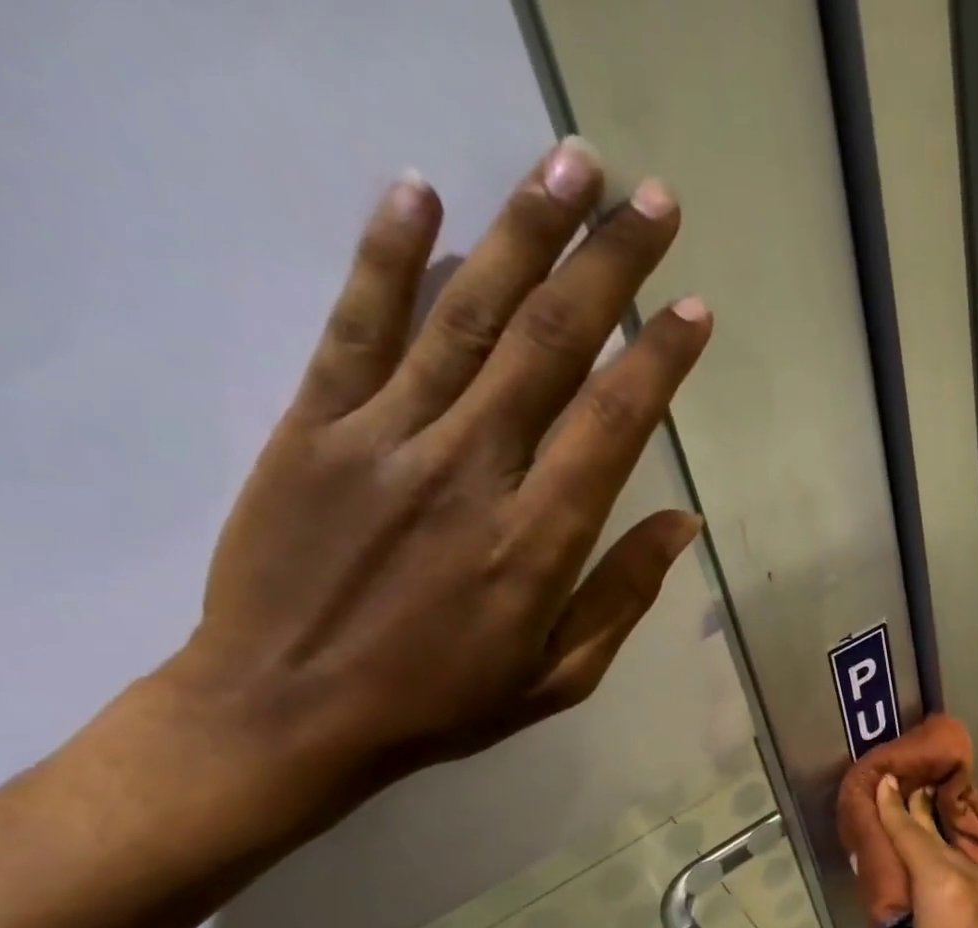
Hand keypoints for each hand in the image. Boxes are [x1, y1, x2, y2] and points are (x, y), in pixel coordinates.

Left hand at [159, 137, 710, 813]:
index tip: (692, 308)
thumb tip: (683, 523)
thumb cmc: (443, 702)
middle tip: (651, 198)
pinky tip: (421, 191)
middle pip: (549, 344)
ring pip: (466, 315)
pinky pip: (356, 326)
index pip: (613, 423)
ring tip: (570, 164)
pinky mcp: (313, 426)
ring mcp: (385, 438)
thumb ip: (623, 594)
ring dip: (523, 232)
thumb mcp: (560, 676)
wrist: (284, 712)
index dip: (658, 358)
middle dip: (606, 264)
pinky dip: (389, 254)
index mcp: (537, 540)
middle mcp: (470, 471)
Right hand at [870, 775, 977, 927]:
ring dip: (933, 849)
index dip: (893, 807)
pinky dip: (952, 873)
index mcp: (946, 889)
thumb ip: (887, 921)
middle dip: (914, 819)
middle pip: (936, 840)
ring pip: (958, 859)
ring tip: (910, 839)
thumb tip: (887, 891)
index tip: (885, 778)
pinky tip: (937, 882)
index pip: (910, 834)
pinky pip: (975, 879)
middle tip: (895, 795)